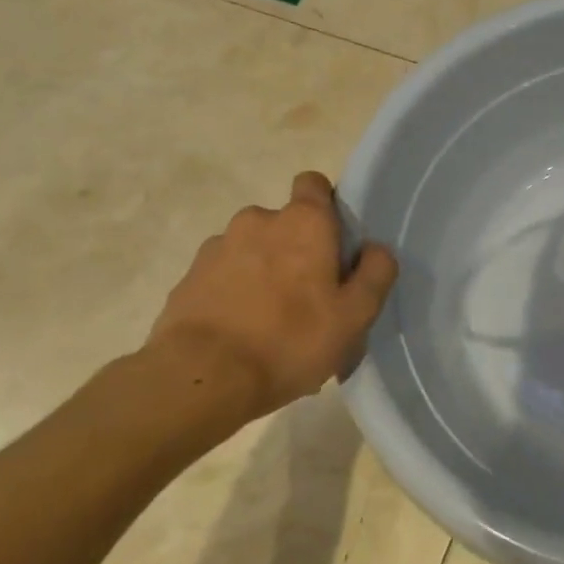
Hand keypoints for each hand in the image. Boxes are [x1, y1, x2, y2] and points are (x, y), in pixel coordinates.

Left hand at [146, 172, 397, 423]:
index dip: (327, 207)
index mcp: (303, 222)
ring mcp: (217, 248)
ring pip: (253, 251)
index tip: (336, 244)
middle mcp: (257, 221)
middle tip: (311, 298)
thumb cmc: (291, 340)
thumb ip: (376, 273)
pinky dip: (235, 294)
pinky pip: (224, 277)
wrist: (201, 379)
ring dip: (265, 273)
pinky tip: (243, 334)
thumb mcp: (356, 315)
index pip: (314, 184)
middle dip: (297, 251)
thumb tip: (375, 249)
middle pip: (286, 224)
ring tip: (273, 324)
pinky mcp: (188, 278)